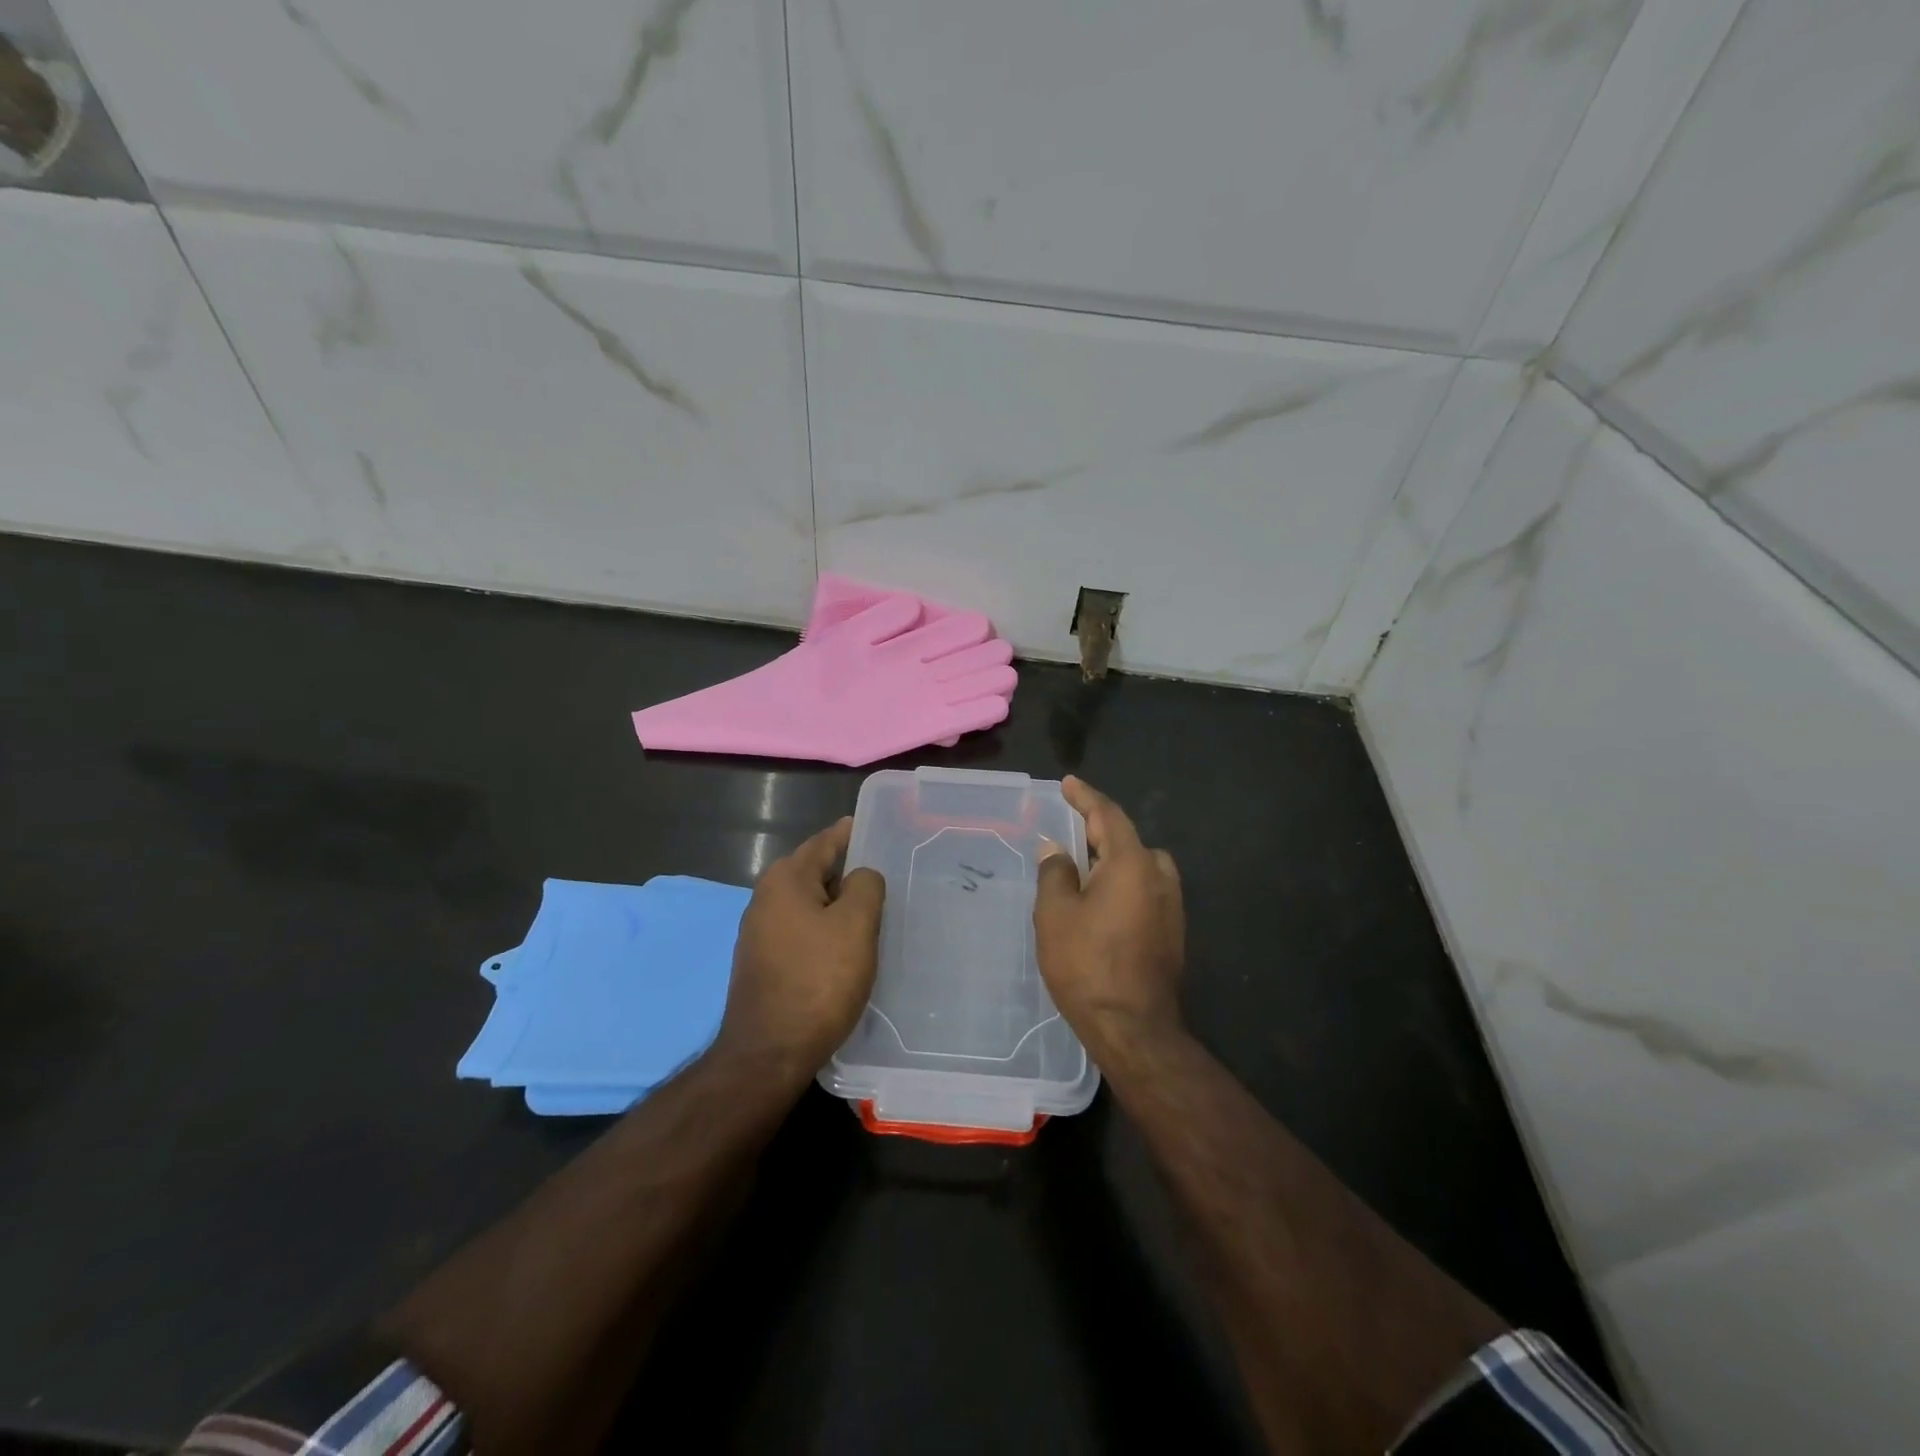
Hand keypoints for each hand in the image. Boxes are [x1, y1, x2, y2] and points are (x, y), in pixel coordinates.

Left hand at [716, 817, 885, 1083]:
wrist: (769, 1053)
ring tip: (871, 911)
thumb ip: (865, 886)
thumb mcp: (855, 925)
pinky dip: (823, 929)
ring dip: (836, 904)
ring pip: (808, 904)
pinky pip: (800, 931)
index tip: (874, 827)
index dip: (849, 833)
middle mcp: (765, 898)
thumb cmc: (818, 980)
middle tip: (883, 874)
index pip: (824, 843)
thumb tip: (861, 876)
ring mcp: (759, 933)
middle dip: (846, 871)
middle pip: (814, 872)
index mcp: (786, 880)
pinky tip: (844, 947)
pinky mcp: (762, 962)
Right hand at [1034, 777, 1186, 1062]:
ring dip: (1114, 860)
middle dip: (1099, 831)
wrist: (1133, 1027)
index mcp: (1131, 864)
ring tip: (1084, 871)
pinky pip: (1146, 890)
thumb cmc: (1087, 964)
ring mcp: (1172, 906)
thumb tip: (1056, 849)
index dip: (1085, 797)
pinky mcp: (1173, 931)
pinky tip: (1102, 904)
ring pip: (1141, 867)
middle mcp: (1159, 877)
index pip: (1108, 816)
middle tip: (1071, 831)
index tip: (1068, 783)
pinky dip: (1124, 884)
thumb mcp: (1055, 914)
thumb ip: (1055, 872)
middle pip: (1128, 840)